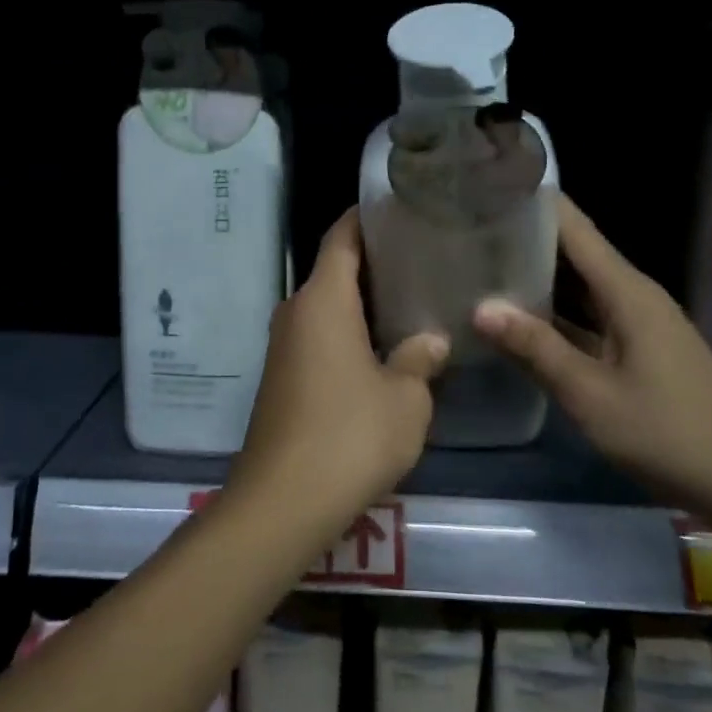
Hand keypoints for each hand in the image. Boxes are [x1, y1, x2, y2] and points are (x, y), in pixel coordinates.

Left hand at [229, 208, 448, 535]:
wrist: (282, 502)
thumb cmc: (349, 436)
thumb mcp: (405, 398)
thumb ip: (420, 360)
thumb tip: (430, 340)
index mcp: (322, 300)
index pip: (342, 237)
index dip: (367, 217)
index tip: (400, 209)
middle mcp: (295, 312)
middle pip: (334, 270)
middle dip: (374, 261)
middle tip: (422, 259)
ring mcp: (283, 347)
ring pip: (326, 307)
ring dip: (361, 302)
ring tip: (410, 300)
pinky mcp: (281, 379)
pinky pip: (318, 337)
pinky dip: (347, 332)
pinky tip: (382, 349)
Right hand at [473, 196, 711, 516]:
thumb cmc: (666, 432)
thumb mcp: (590, 393)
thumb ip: (535, 348)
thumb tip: (480, 307)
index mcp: (626, 290)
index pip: (574, 227)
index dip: (533, 202)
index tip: (487, 187)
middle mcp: (631, 295)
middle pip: (573, 250)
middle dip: (524, 237)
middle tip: (468, 228)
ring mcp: (635, 323)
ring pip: (578, 286)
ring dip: (535, 275)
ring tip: (480, 263)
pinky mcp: (634, 349)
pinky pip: (585, 316)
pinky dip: (552, 313)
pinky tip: (516, 320)